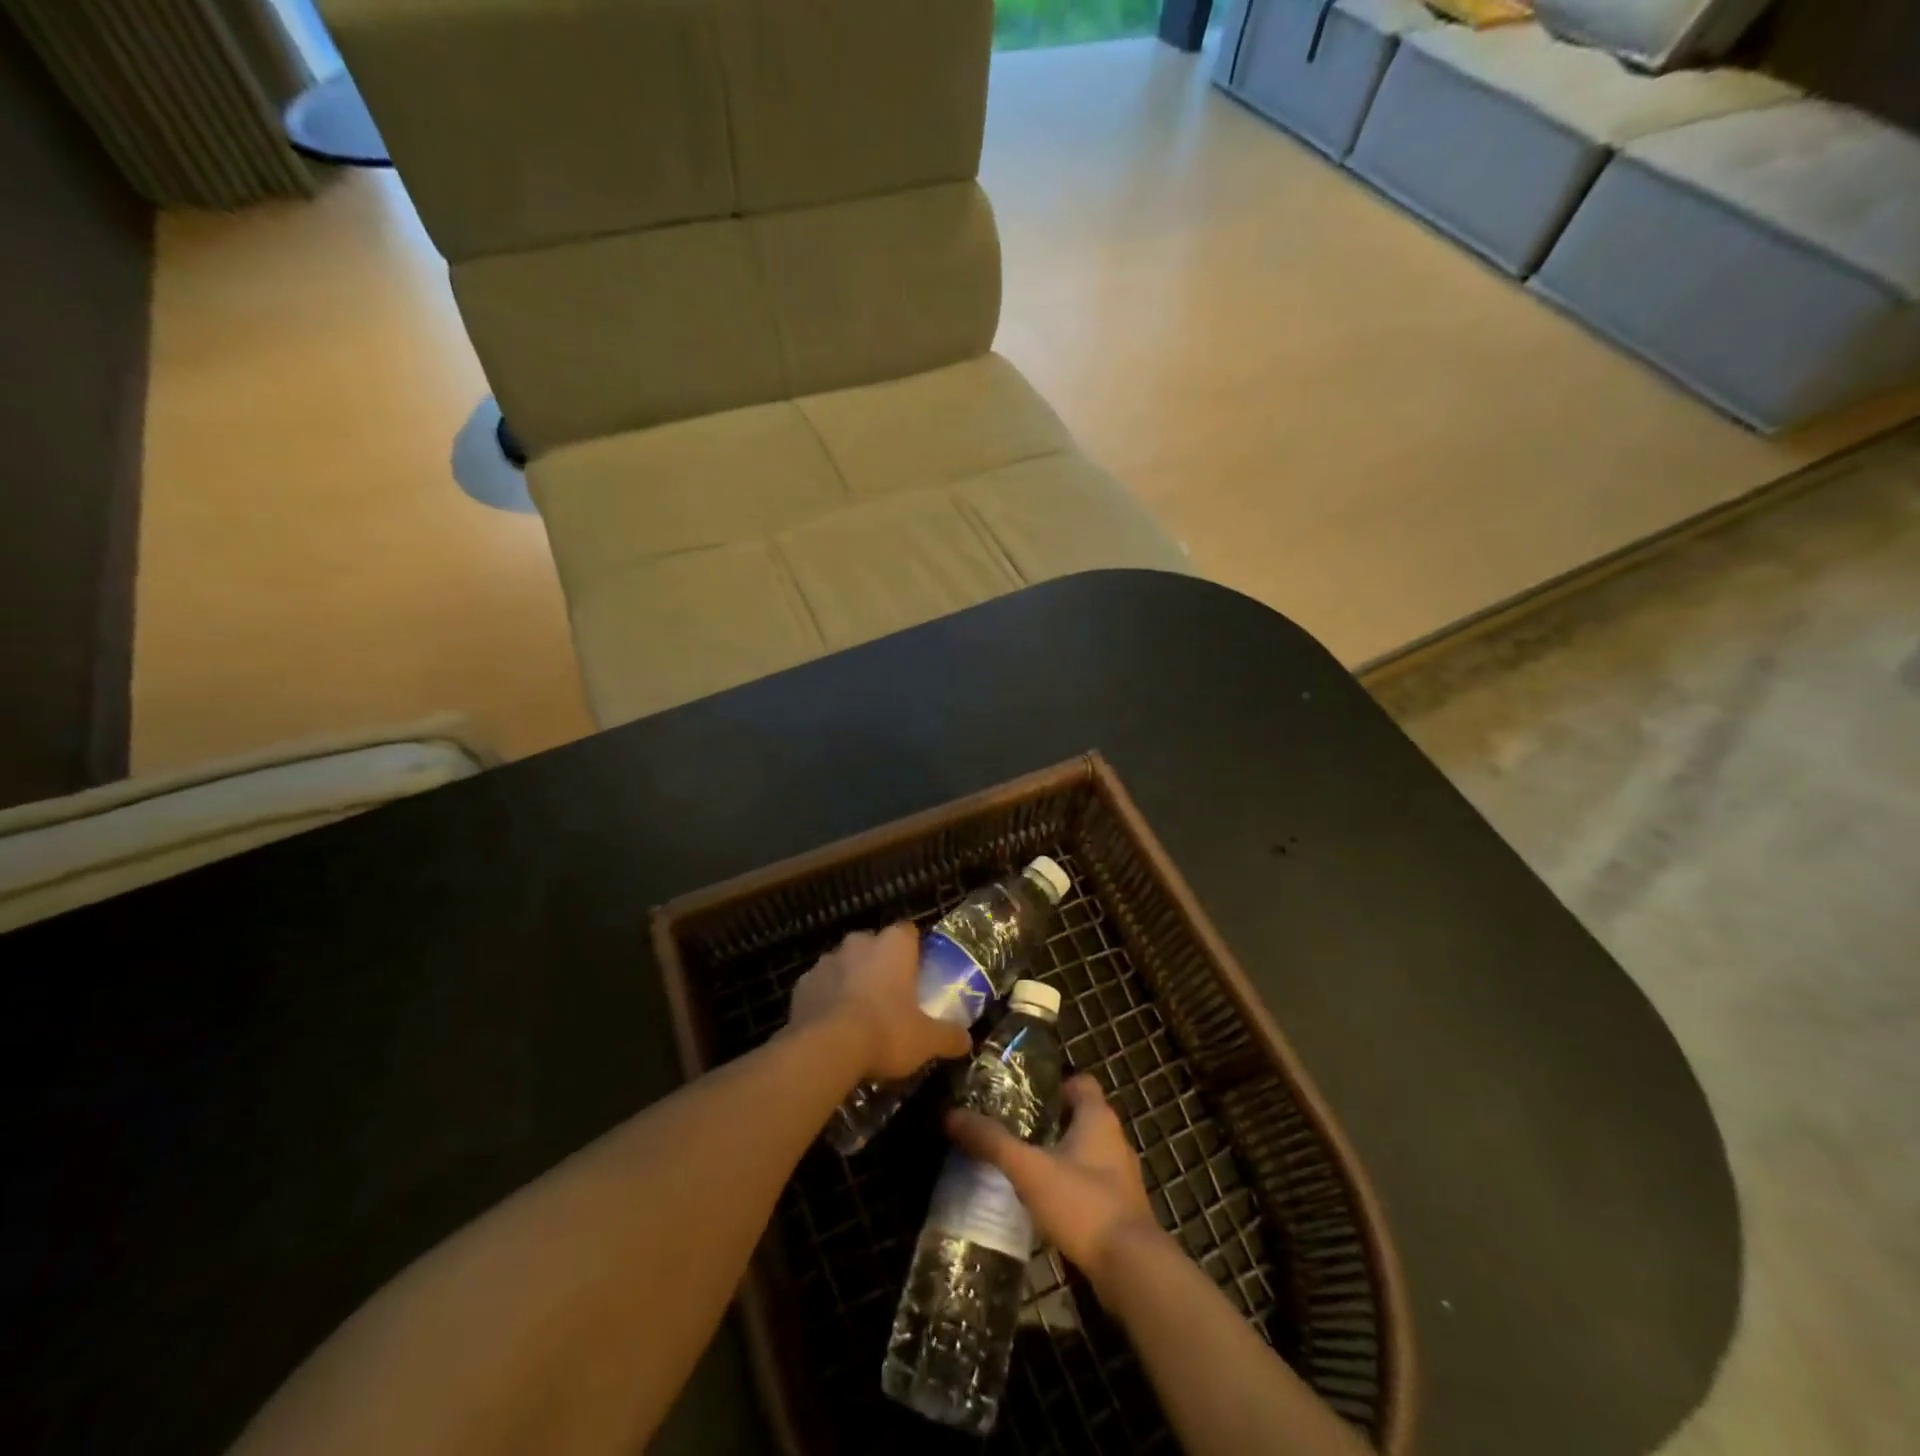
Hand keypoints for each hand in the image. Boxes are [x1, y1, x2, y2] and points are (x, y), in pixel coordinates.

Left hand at [788, 924, 971, 1081]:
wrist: (826, 1048)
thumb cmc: (886, 1032)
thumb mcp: (926, 1040)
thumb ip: (948, 1036)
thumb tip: (967, 1040)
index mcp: (893, 946)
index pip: (908, 932)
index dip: (912, 950)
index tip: (916, 972)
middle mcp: (859, 943)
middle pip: (874, 945)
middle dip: (879, 964)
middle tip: (889, 996)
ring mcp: (827, 961)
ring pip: (844, 964)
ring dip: (851, 980)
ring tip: (858, 1014)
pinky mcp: (802, 984)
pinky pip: (820, 986)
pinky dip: (826, 998)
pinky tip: (831, 1025)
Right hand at [947, 1073, 1159, 1289]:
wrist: (1131, 1269)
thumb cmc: (1082, 1203)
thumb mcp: (1029, 1169)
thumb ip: (991, 1141)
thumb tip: (951, 1115)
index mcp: (1098, 1118)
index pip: (1080, 1083)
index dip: (1055, 1085)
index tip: (1025, 1096)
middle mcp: (1115, 1140)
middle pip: (1082, 1118)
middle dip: (1051, 1122)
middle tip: (1014, 1130)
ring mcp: (1122, 1178)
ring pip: (1087, 1153)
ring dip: (1061, 1156)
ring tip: (1024, 1167)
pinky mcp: (1122, 1211)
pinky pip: (1092, 1186)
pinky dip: (1071, 1188)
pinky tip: (1045, 1204)